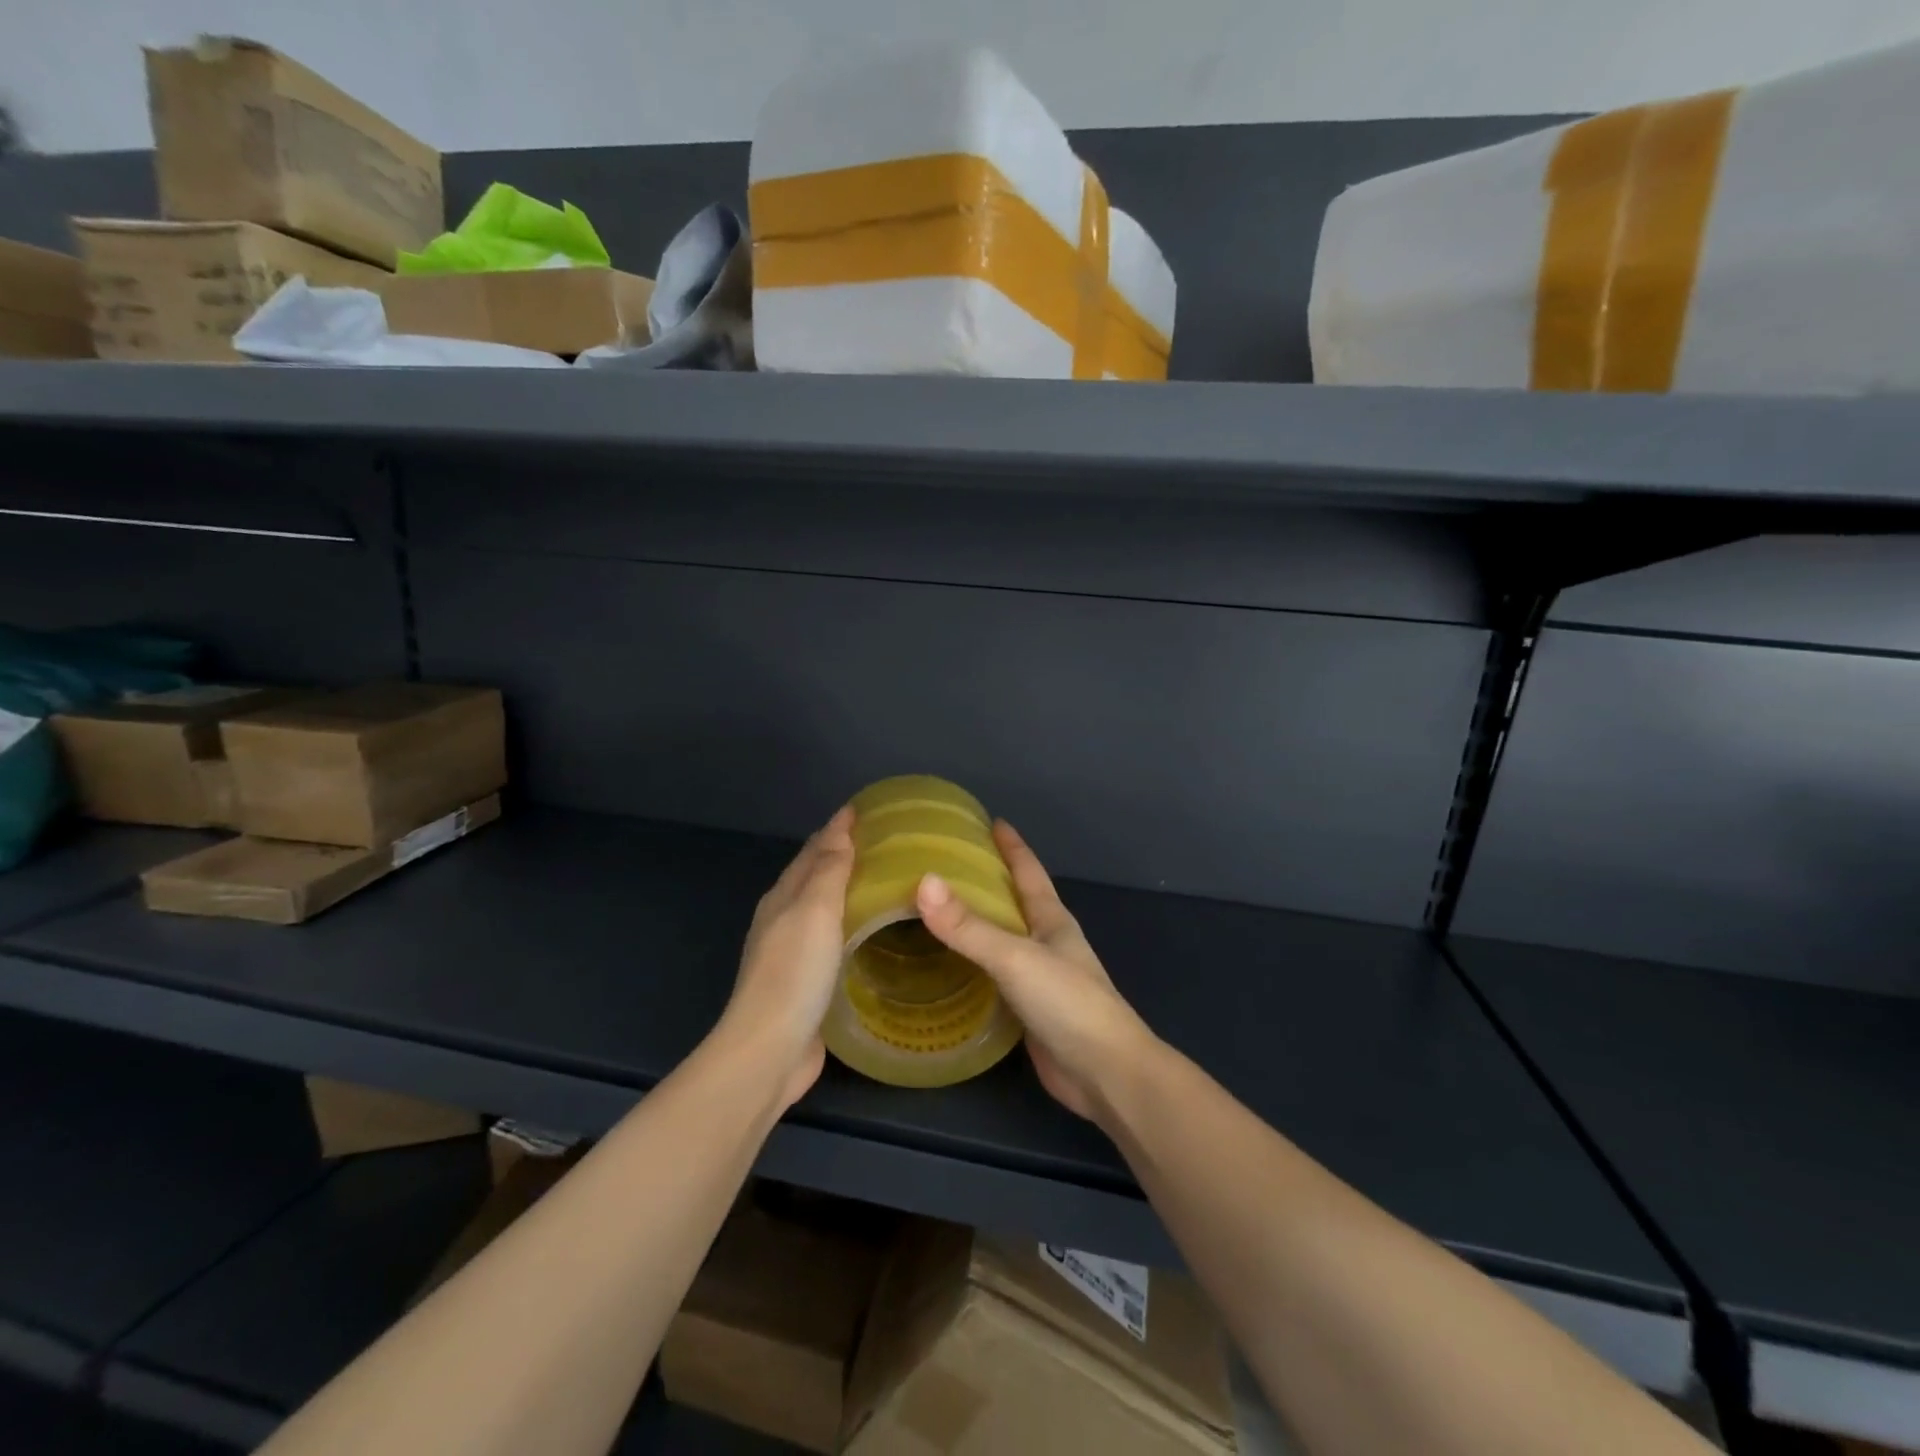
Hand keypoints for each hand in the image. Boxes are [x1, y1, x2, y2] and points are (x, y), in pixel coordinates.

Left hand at [714, 806, 854, 1110]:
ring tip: (883, 881)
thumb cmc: (794, 973)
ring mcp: (792, 954)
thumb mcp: (814, 911)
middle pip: (814, 876)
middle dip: (842, 854)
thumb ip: (828, 870)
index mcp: (783, 898)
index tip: (866, 810)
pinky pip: (832, 939)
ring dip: (846, 890)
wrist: (769, 1050)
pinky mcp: (806, 984)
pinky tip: (869, 931)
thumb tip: (839, 829)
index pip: (813, 850)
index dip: (837, 828)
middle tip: (883, 842)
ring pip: (823, 908)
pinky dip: (849, 924)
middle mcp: (783, 920)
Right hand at [916, 822, 1155, 1120]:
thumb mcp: (1015, 957)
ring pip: (1003, 941)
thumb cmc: (1068, 1003)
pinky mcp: (1028, 1013)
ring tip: (936, 912)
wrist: (1106, 1074)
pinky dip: (972, 967)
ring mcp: (1040, 979)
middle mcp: (1047, 943)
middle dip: (988, 882)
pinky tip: (946, 969)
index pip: (1029, 871)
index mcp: (1052, 920)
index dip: (1012, 846)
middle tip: (946, 865)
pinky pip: (994, 978)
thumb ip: (969, 926)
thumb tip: (923, 881)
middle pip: (1015, 903)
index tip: (992, 821)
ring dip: (977, 925)